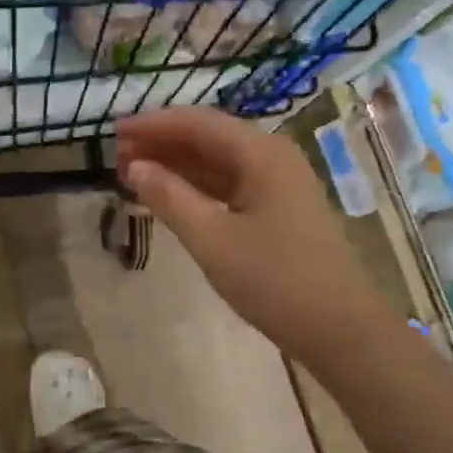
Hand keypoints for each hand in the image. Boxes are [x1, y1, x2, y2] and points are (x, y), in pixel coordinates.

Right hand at [116, 107, 385, 362]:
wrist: (338, 329)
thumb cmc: (273, 279)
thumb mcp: (211, 238)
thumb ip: (169, 197)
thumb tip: (135, 166)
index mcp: (261, 153)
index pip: (197, 123)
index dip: (153, 124)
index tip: (114, 131)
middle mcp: (271, 157)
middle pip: (208, 137)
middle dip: (161, 143)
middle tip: (117, 156)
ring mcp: (277, 184)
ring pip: (216, 162)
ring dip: (175, 164)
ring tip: (132, 173)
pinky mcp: (276, 209)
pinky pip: (228, 184)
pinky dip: (195, 186)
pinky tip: (168, 195)